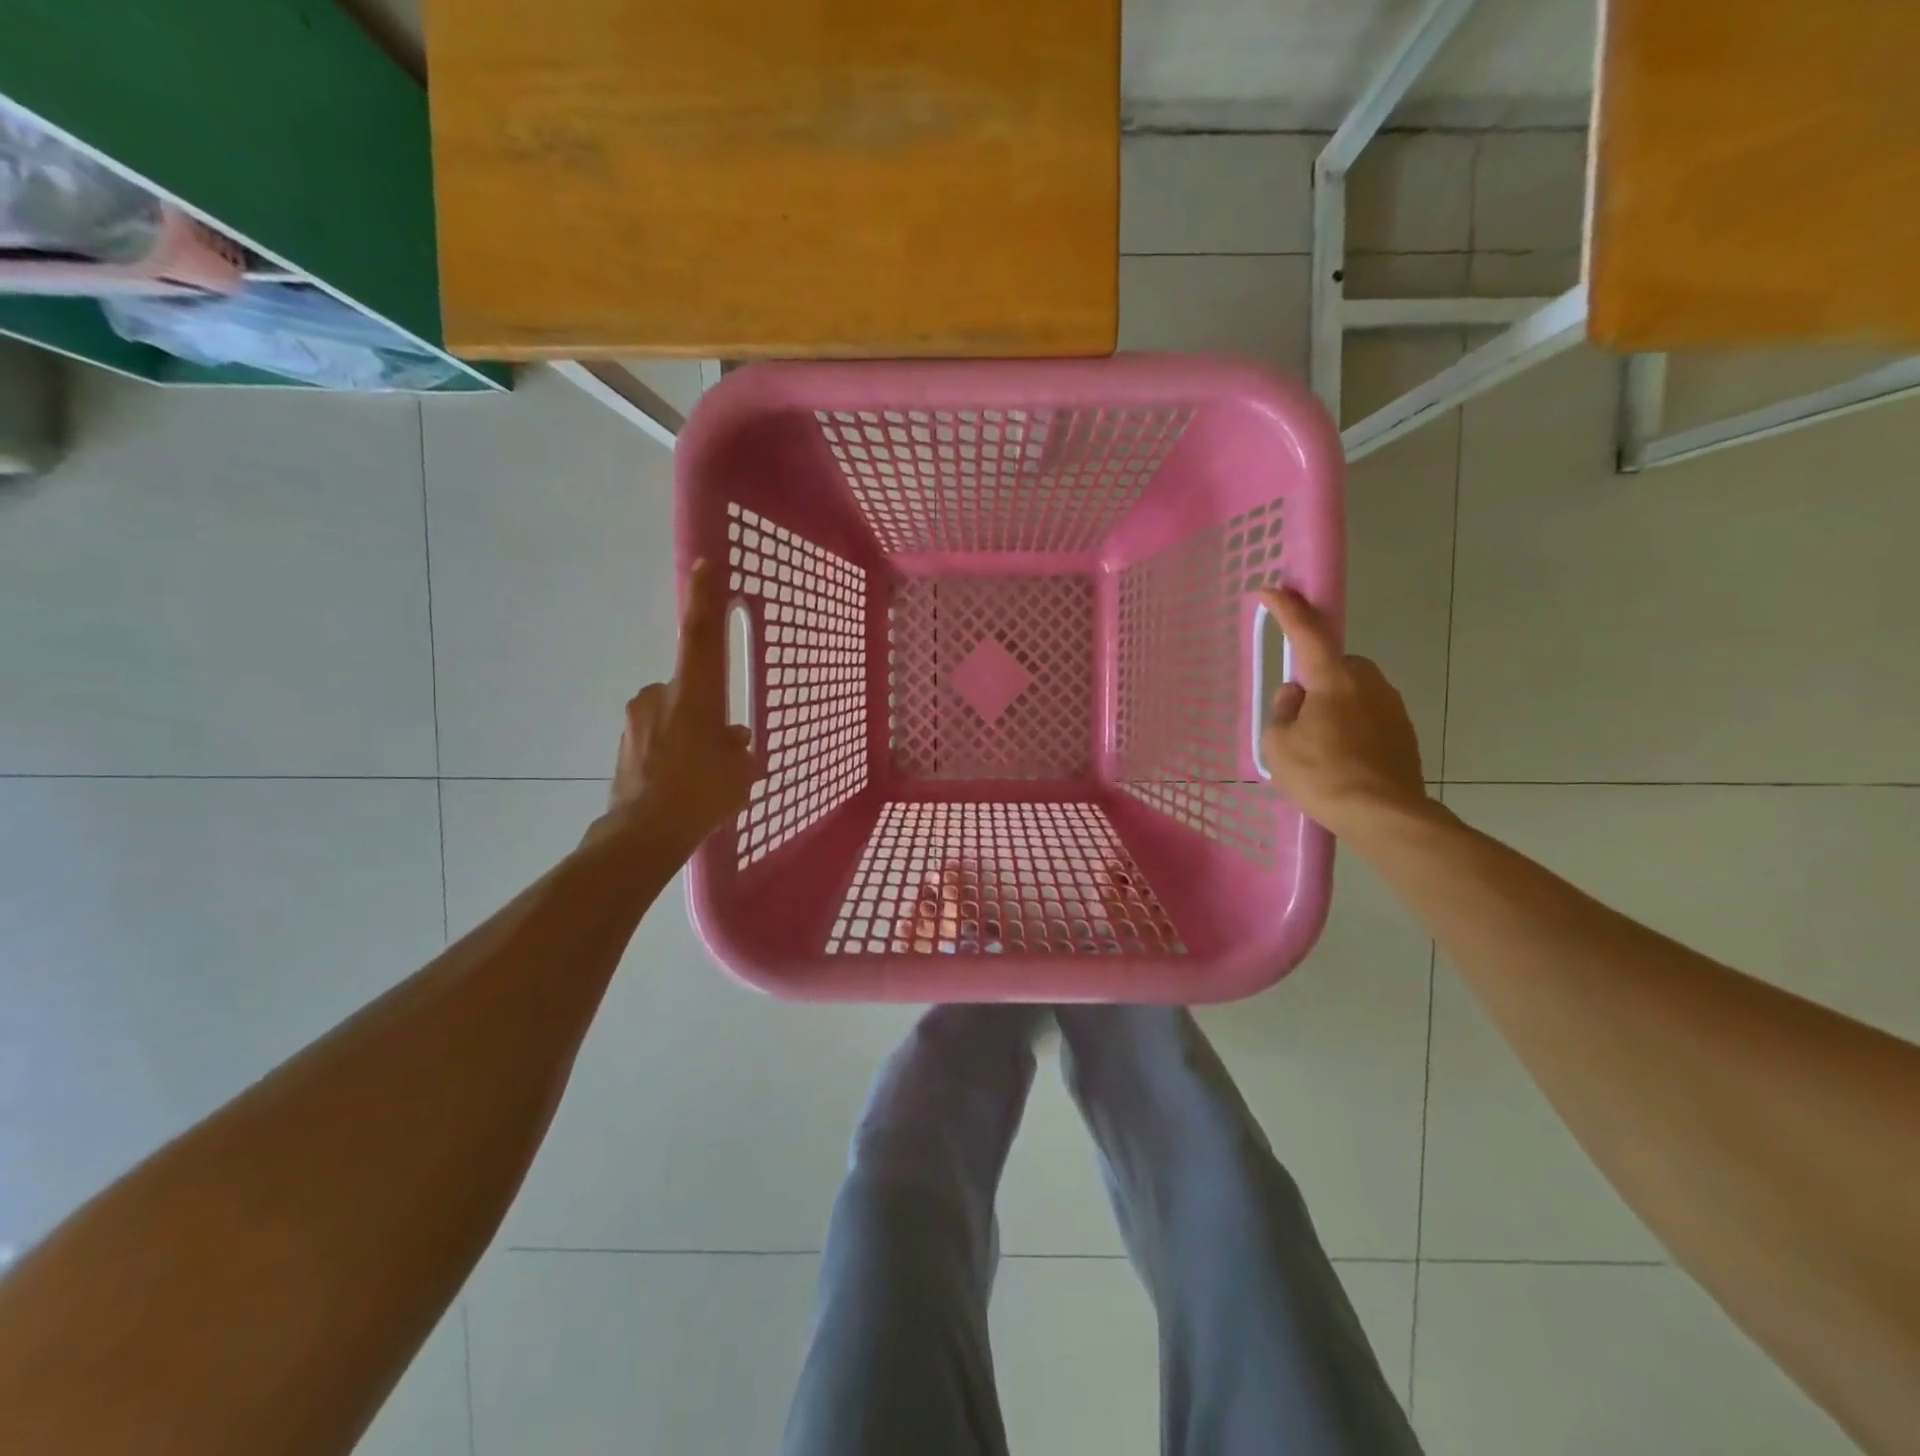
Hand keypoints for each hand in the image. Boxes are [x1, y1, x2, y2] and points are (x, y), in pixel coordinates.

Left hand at [607, 560, 757, 853]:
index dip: (705, 599)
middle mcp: (660, 696)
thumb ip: (738, 746)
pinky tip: (681, 782)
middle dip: (706, 709)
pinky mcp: (623, 744)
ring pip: (673, 714)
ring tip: (701, 773)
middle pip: (690, 687)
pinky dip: (671, 750)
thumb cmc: (703, 792)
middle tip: (722, 744)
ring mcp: (636, 720)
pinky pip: (657, 737)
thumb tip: (732, 738)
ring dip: (689, 733)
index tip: (705, 564)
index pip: (701, 635)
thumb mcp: (740, 770)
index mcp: (694, 694)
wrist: (644, 833)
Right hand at [1258, 587, 1430, 838]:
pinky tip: (1341, 757)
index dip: (1287, 609)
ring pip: (1354, 690)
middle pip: (1336, 663)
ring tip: (1318, 743)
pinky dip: (1352, 725)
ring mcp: (1391, 706)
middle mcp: (1367, 682)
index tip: (1271, 590)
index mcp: (1333, 678)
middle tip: (1297, 709)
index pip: (1307, 632)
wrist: (1384, 815)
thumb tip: (1296, 694)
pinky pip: (1369, 714)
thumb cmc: (1322, 775)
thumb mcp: (1278, 744)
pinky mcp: (1404, 731)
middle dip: (1317, 675)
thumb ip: (1282, 710)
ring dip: (1334, 703)